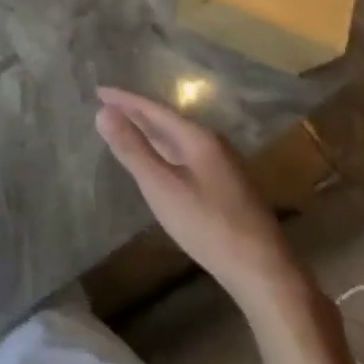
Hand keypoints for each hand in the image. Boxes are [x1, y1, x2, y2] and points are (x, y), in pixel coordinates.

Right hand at [95, 87, 297, 310]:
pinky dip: (165, 150)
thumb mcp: (161, 187)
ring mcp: (225, 166)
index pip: (154, 109)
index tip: (99, 91)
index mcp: (198, 138)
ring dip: (151, 132)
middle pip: (168, 121)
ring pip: (179, 139)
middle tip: (108, 107)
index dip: (124, 100)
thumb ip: (132, 149)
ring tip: (128, 128)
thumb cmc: (208, 226)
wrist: (264, 271)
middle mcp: (214, 144)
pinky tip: (161, 162)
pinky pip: (187, 155)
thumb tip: (103, 112)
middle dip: (137, 113)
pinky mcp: (229, 187)